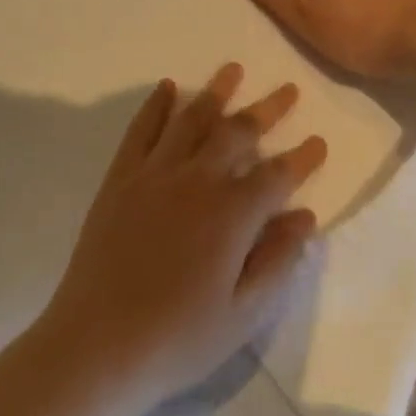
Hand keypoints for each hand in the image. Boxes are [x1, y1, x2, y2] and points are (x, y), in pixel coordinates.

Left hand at [35, 64, 327, 408]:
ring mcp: (154, 176)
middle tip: (288, 89)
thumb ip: (278, 260)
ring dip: (216, 93)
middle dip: (267, 110)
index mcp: (232, 214)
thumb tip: (304, 216)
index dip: (302, 159)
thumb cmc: (178, 338)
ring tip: (234, 69)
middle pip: (238, 133)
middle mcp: (197, 181)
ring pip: (191, 121)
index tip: (318, 143)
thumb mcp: (244, 313)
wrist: (97, 345)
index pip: (277, 175)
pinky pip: (141, 131)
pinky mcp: (120, 181)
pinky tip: (167, 88)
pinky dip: (155, 106)